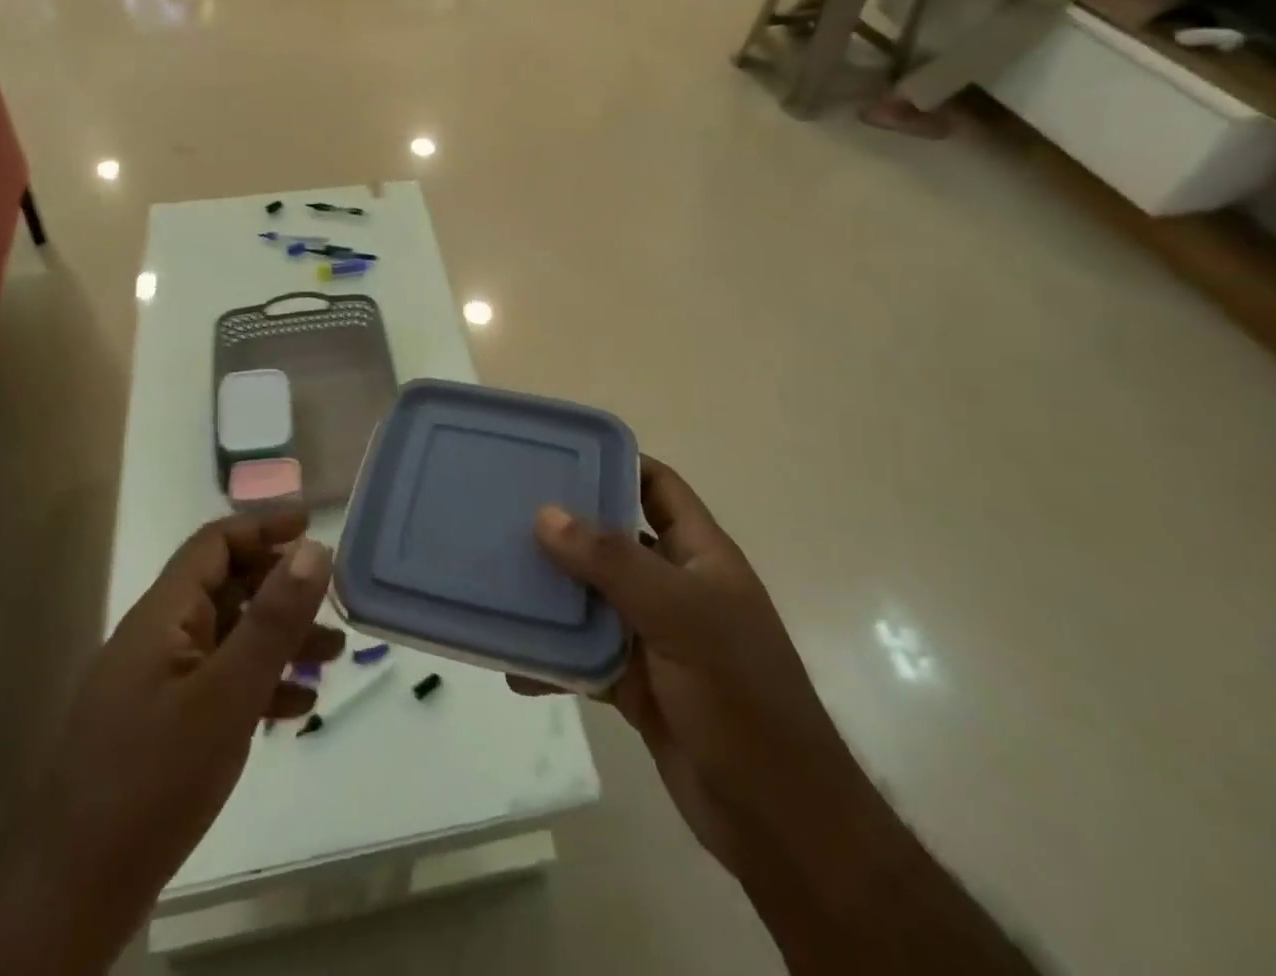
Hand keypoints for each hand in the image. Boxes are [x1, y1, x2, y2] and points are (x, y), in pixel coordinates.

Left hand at [0, 512, 341, 970]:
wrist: (72, 894)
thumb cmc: (154, 779)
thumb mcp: (227, 694)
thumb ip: (273, 620)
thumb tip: (314, 548)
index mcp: (163, 615)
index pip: (214, 543)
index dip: (262, 526)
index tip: (312, 526)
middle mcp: (157, 638)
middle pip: (226, 587)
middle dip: (282, 589)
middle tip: (333, 602)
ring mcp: (156, 684)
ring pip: (228, 638)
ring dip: (278, 639)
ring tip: (332, 656)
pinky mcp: (160, 726)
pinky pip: (218, 683)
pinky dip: (258, 683)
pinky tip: (296, 708)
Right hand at [514, 458, 867, 874]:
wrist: (778, 822)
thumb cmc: (740, 697)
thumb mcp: (680, 616)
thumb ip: (612, 563)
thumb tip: (545, 513)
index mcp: (699, 555)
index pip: (658, 487)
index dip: (617, 462)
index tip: (559, 454)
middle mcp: (675, 586)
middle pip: (614, 539)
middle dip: (566, 527)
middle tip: (505, 510)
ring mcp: (655, 636)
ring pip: (593, 599)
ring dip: (552, 594)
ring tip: (497, 578)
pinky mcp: (636, 683)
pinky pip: (585, 656)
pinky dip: (554, 658)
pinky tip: (515, 662)